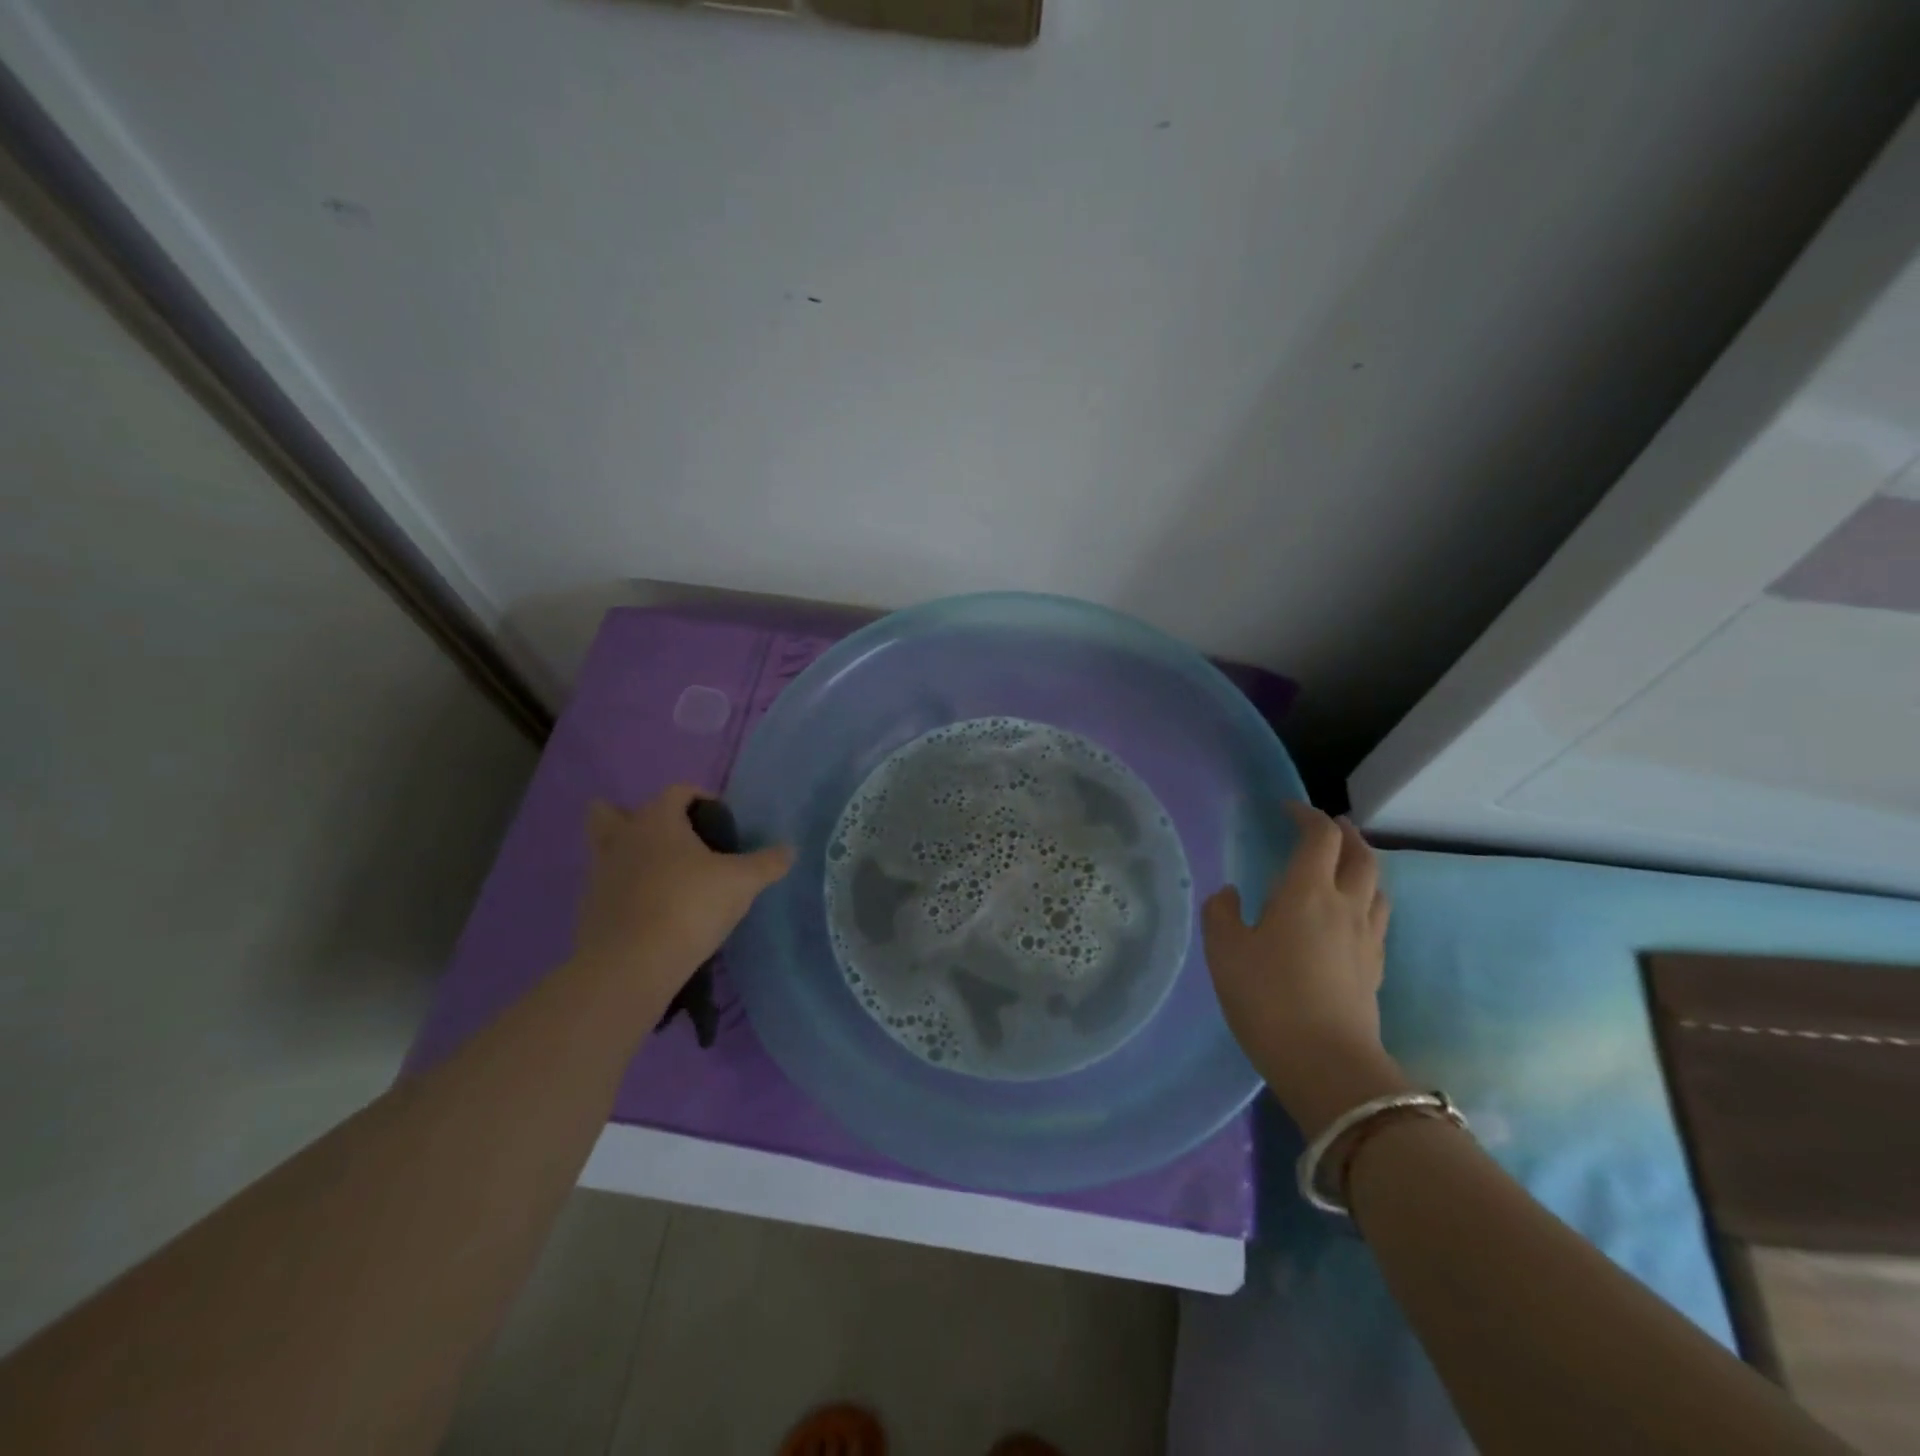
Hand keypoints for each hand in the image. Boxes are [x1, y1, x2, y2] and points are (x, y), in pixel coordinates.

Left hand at [573, 786, 793, 1012]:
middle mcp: (622, 838)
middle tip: (672, 840)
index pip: (678, 791)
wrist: (632, 964)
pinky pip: (606, 886)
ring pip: (605, 850)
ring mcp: (599, 873)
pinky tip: (650, 910)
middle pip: (612, 812)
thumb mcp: (742, 883)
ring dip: (627, 854)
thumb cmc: (690, 905)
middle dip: (637, 818)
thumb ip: (767, 863)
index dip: (701, 798)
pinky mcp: (589, 908)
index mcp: (657, 820)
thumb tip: (789, 850)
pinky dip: (623, 891)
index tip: (721, 821)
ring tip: (661, 876)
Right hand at [1202, 803, 1408, 1135]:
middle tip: (1327, 826)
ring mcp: (1367, 938)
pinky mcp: (1375, 968)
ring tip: (1343, 866)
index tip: (1286, 809)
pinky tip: (1348, 916)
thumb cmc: (1267, 998)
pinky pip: (1377, 918)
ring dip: (1361, 865)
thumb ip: (1221, 913)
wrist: (1326, 1063)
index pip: (1319, 836)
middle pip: (1361, 855)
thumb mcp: (1224, 951)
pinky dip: (1365, 900)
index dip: (1305, 815)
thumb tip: (1230, 894)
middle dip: (1344, 834)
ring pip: (1376, 886)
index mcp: (1307, 891)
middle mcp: (1345, 905)